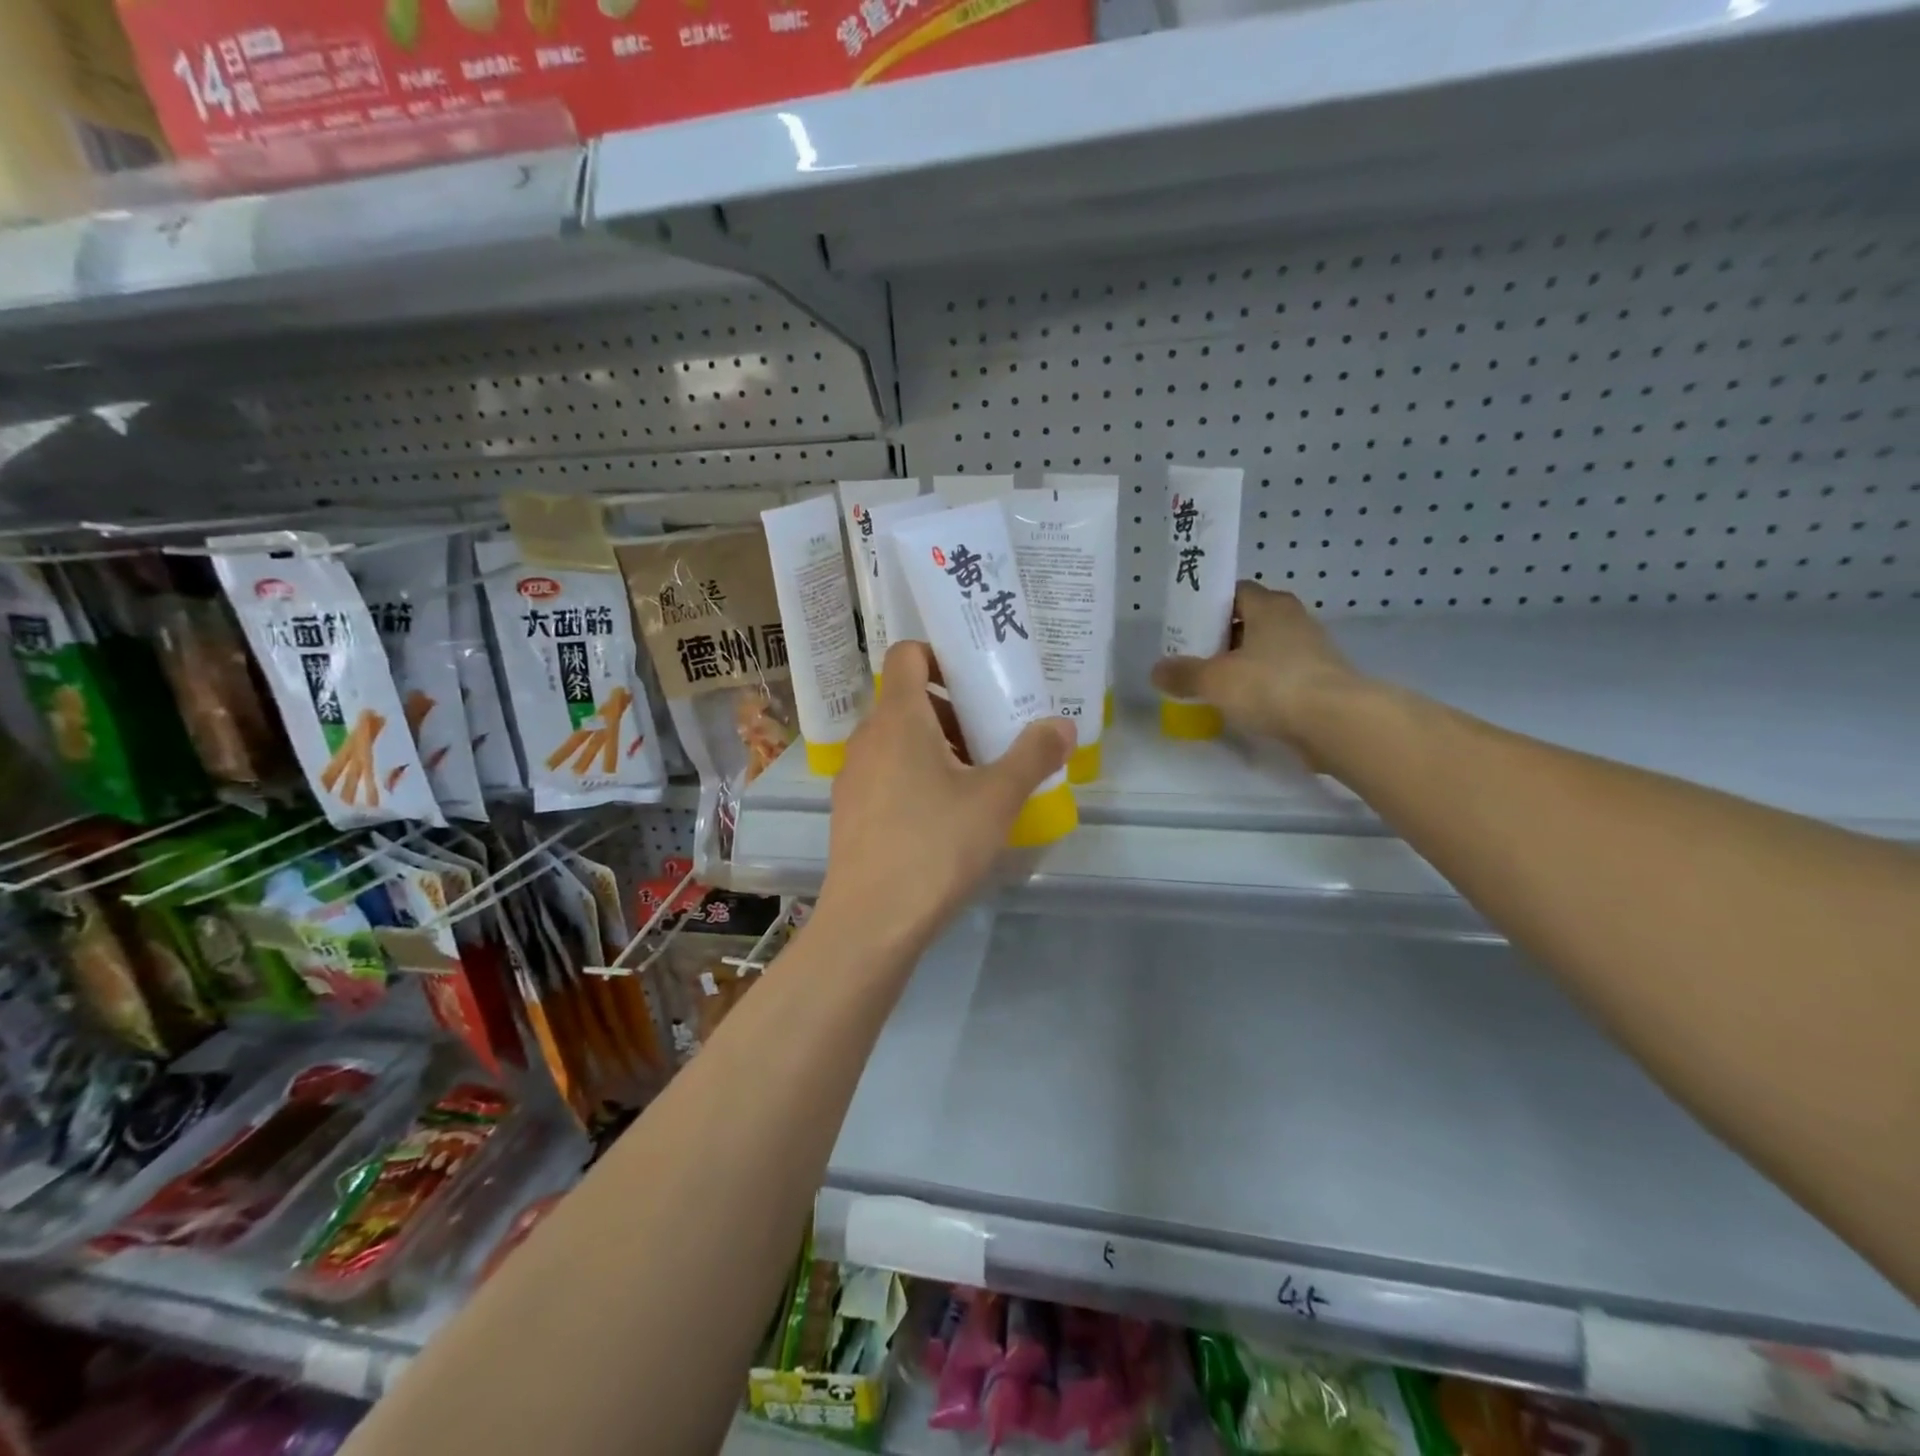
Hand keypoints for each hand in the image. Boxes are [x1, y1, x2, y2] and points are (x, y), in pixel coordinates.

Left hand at [816, 642, 1073, 958]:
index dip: (941, 655)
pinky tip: (946, 816)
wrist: (871, 921)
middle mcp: (868, 737)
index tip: (978, 680)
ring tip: (978, 780)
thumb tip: (1064, 724)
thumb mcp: (997, 799)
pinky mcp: (849, 810)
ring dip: (938, 746)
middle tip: (994, 737)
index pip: (907, 654)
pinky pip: (886, 772)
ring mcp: (853, 775)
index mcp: (898, 718)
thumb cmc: (935, 846)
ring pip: (898, 739)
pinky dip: (916, 775)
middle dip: (953, 711)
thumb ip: (1033, 755)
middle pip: (908, 699)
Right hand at [1150, 583, 1364, 759]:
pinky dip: (1263, 685)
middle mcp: (1294, 620)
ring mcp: (1312, 651)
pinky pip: (1282, 675)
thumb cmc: (1271, 685)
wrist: (1336, 722)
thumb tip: (1157, 671)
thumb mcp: (1215, 680)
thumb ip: (1184, 674)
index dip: (1210, 606)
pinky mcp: (1321, 680)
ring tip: (1216, 685)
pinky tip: (1245, 705)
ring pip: (1267, 650)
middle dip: (1224, 637)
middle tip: (1196, 658)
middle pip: (1251, 621)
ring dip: (1244, 663)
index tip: (1189, 627)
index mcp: (1270, 606)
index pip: (1236, 592)